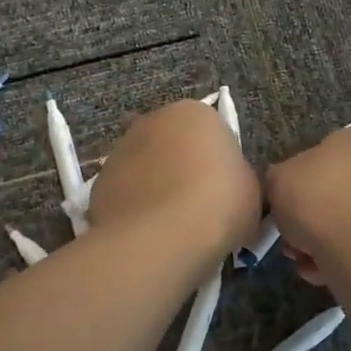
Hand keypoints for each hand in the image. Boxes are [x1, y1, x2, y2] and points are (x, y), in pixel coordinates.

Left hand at [88, 100, 260, 260]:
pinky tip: (149, 235)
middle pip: (174, 144)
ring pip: (147, 168)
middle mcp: (153, 120)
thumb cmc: (218, 203)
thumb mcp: (251, 189)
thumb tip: (228, 184)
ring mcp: (120, 149)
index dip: (221, 163)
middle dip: (184, 168)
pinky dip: (136, 208)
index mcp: (195, 112)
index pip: (213, 131)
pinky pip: (126, 193)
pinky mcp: (99, 182)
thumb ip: (238, 176)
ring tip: (173, 227)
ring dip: (157, 187)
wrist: (159, 238)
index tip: (226, 190)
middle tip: (200, 206)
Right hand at [263, 126, 350, 284]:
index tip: (288, 212)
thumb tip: (286, 188)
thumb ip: (279, 179)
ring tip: (310, 266)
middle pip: (342, 192)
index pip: (325, 157)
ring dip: (331, 244)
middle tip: (295, 243)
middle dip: (315, 220)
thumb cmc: (321, 199)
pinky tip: (332, 275)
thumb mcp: (278, 180)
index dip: (300, 186)